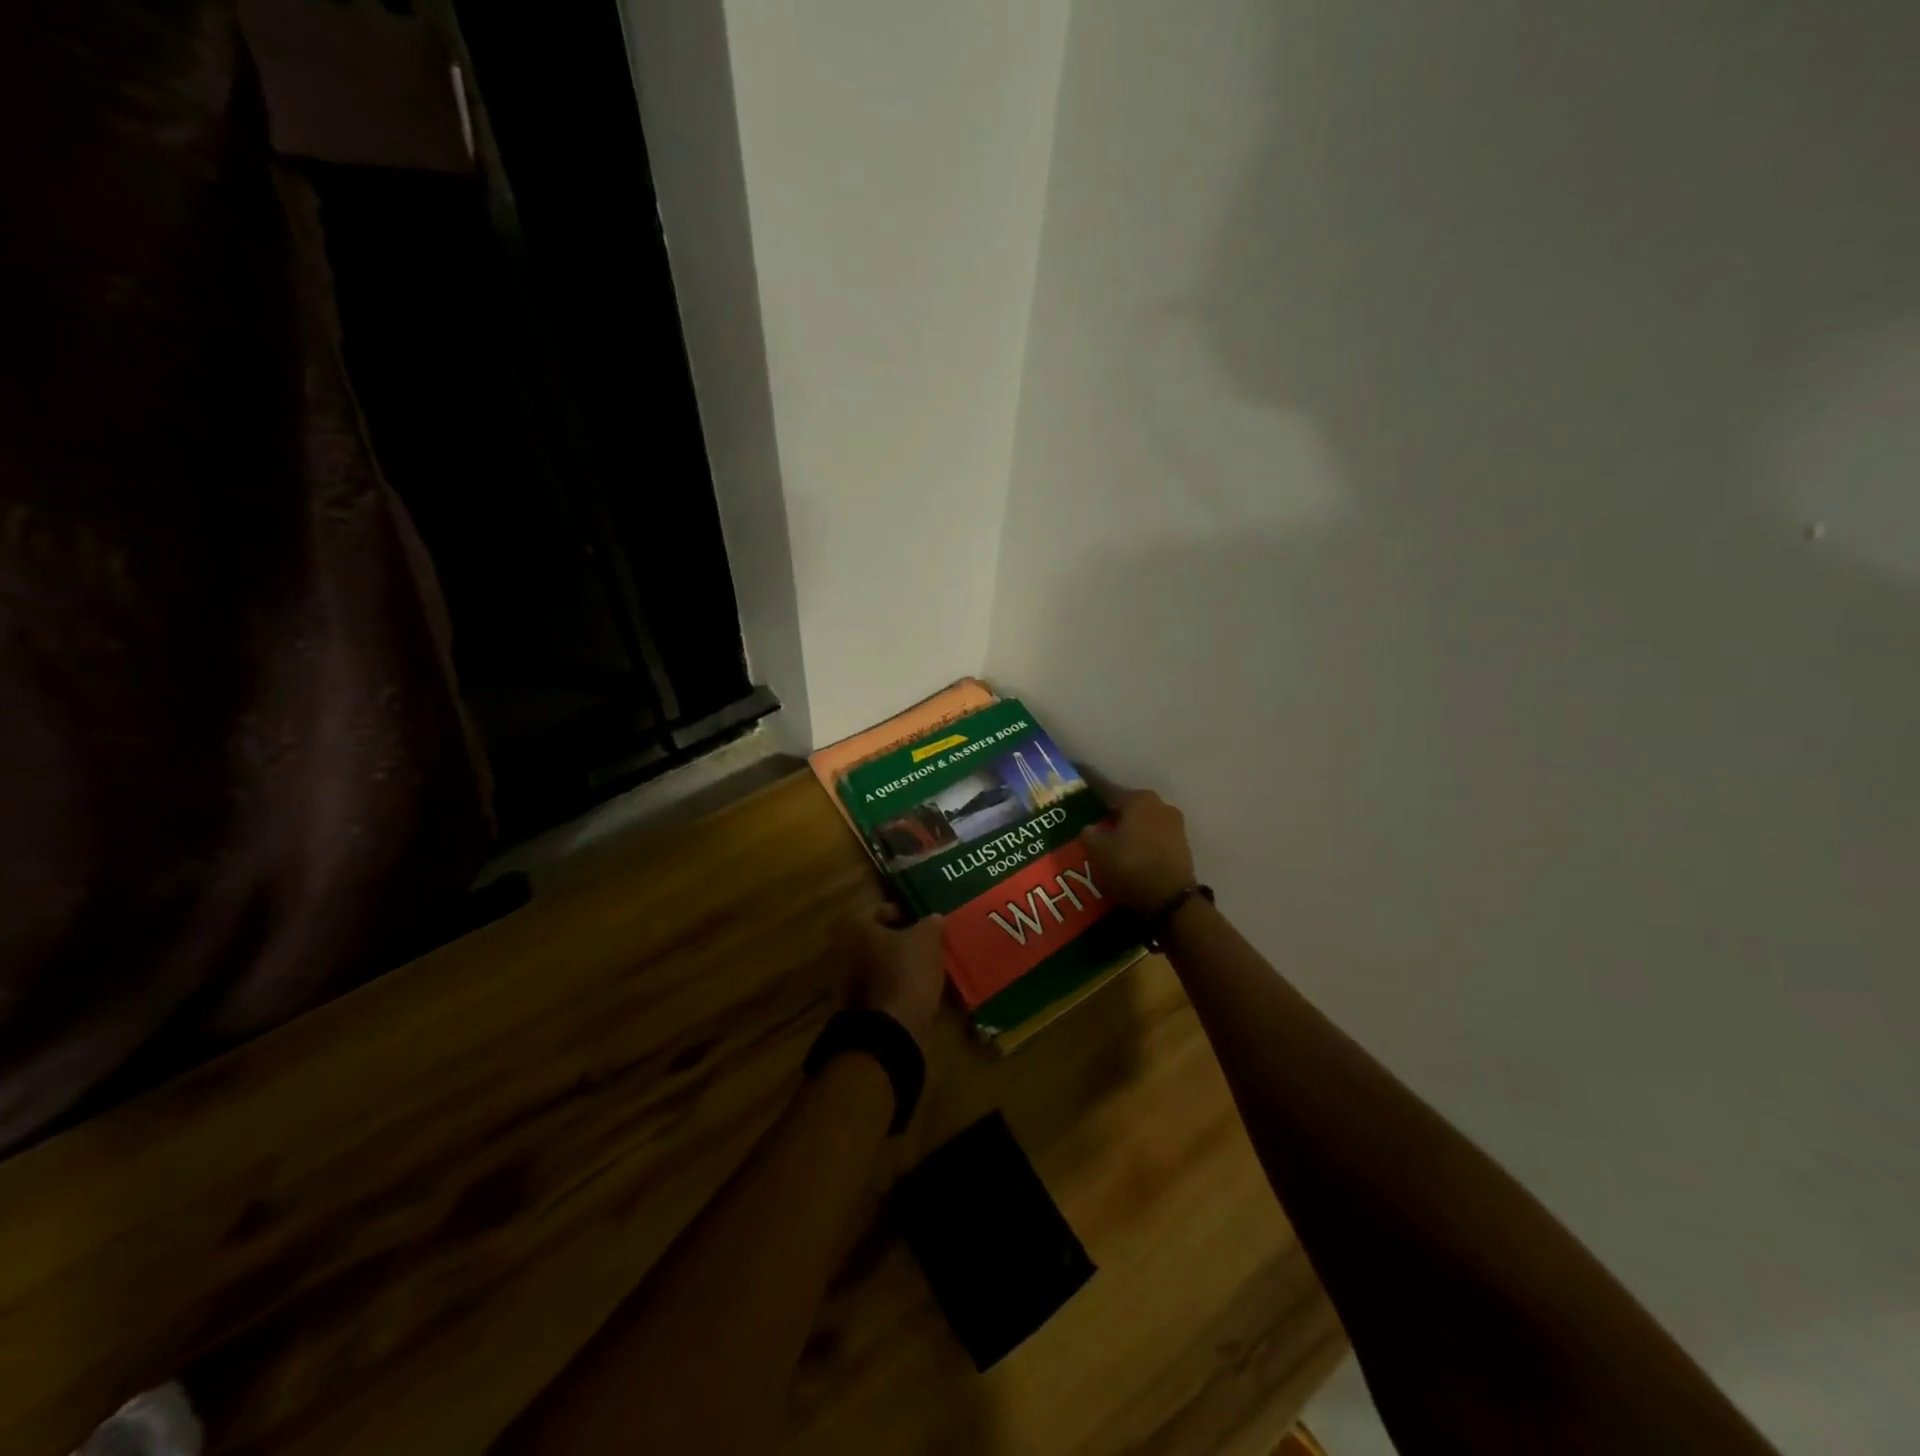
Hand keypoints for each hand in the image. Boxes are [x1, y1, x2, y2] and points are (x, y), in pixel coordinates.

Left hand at [834, 898, 945, 1047]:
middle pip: (873, 938)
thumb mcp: (927, 940)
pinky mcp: (850, 1006)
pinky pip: (872, 986)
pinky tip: (909, 990)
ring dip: (890, 964)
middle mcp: (841, 949)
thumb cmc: (906, 972)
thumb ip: (930, 924)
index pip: (878, 910)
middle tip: (918, 945)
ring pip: (872, 963)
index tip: (919, 923)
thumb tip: (933, 919)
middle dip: (894, 941)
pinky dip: (887, 985)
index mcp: (855, 927)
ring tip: (917, 968)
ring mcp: (841, 980)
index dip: (902, 913)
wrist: (890, 1029)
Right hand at [1081, 788, 1196, 911]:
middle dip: (1118, 821)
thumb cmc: (1130, 864)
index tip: (1089, 821)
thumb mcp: (1098, 851)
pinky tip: (1137, 861)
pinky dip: (1148, 848)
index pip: (1112, 797)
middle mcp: (1161, 805)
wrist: (1170, 897)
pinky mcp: (1185, 846)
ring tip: (1119, 852)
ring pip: (1147, 826)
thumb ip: (1090, 834)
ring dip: (1134, 835)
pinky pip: (1159, 841)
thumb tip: (1089, 828)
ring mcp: (1177, 825)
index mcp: (1139, 798)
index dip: (1099, 809)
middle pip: (1132, 810)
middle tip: (1103, 838)